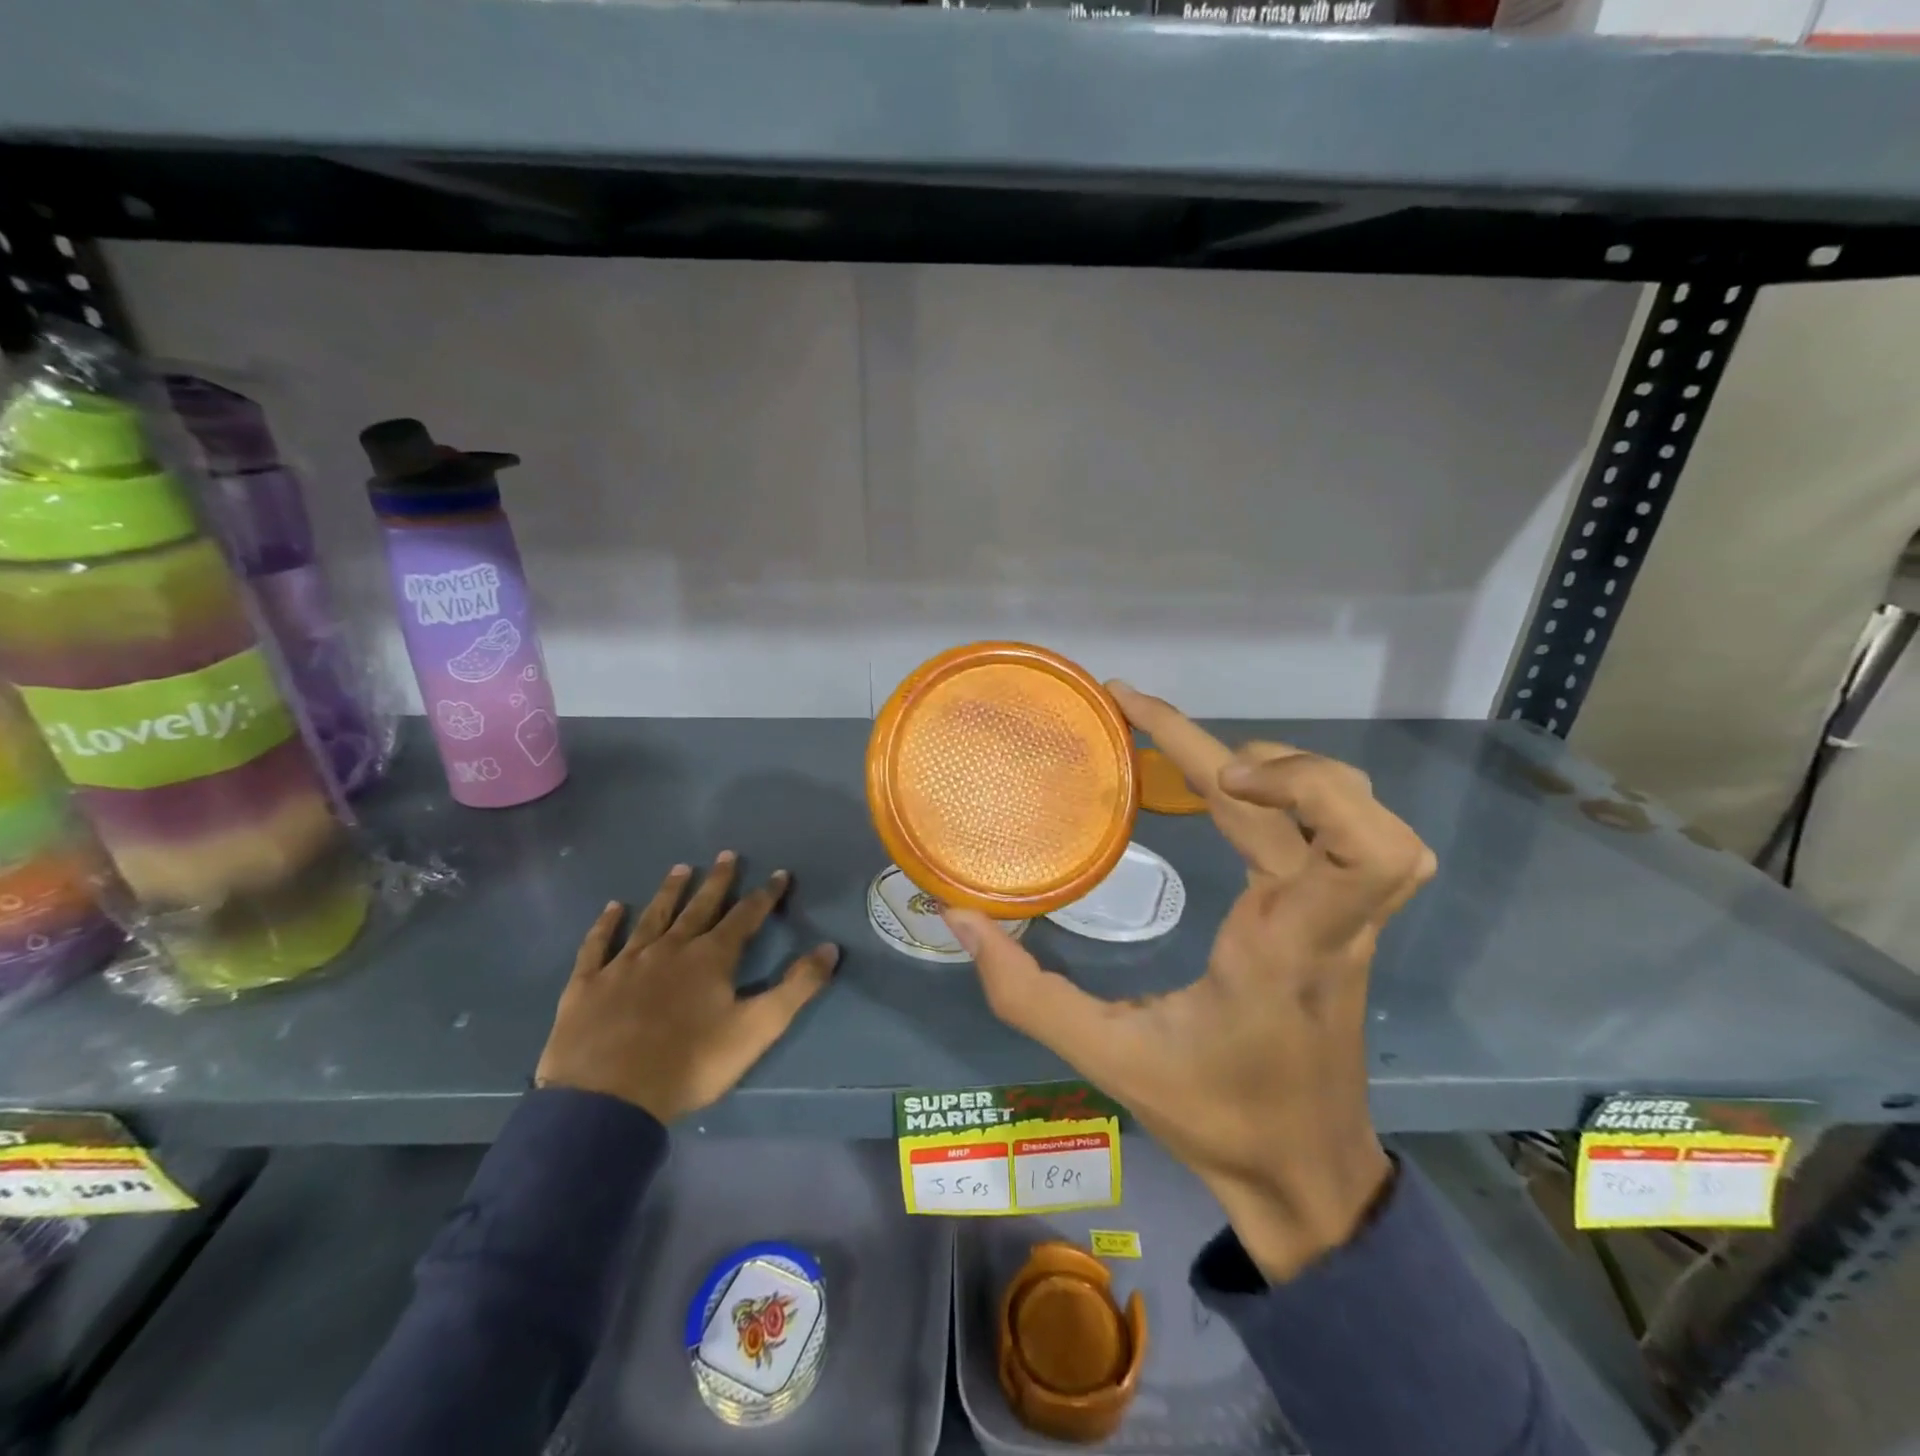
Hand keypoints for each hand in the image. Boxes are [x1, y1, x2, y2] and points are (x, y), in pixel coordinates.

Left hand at [535, 853, 838, 1123]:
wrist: (606, 1100)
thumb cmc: (689, 1064)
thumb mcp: (756, 1029)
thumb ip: (796, 988)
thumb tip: (830, 948)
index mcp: (711, 958)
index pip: (746, 916)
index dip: (766, 894)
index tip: (780, 873)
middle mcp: (670, 948)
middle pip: (698, 907)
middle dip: (717, 881)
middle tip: (726, 854)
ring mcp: (625, 963)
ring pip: (652, 917)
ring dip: (668, 892)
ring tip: (680, 868)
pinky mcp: (588, 984)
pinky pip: (598, 945)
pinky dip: (606, 924)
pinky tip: (612, 908)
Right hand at [946, 685, 1434, 1282]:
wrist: (1305, 1175)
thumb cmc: (1217, 1118)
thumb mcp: (1108, 1059)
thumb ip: (1026, 992)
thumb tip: (960, 919)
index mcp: (1289, 945)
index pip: (1359, 848)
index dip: (1303, 783)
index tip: (1218, 775)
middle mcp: (1331, 918)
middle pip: (1350, 803)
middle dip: (1267, 757)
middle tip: (1178, 751)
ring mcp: (1347, 914)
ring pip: (1362, 806)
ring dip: (1291, 769)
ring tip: (1207, 766)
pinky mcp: (1341, 916)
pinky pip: (1342, 830)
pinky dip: (1296, 792)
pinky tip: (1231, 796)